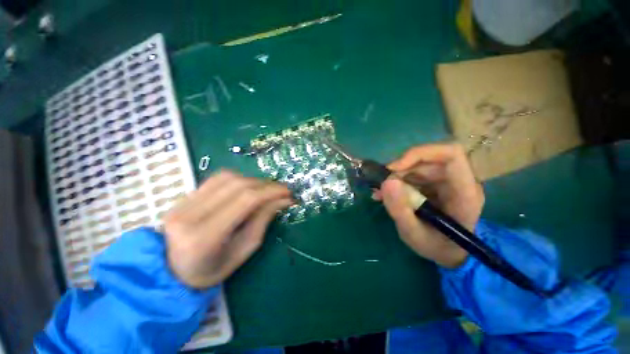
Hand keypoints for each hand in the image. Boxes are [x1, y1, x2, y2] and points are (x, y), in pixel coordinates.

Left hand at [163, 170, 291, 288]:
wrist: (172, 270)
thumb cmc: (212, 269)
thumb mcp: (244, 250)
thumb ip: (263, 221)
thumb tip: (282, 200)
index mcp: (205, 237)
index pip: (245, 201)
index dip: (271, 192)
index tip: (288, 193)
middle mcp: (190, 214)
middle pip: (238, 185)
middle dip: (265, 185)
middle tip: (281, 190)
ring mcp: (182, 202)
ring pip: (227, 177)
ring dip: (253, 180)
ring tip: (266, 190)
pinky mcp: (184, 196)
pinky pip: (217, 178)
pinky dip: (238, 179)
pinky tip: (247, 187)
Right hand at [375, 143, 483, 267]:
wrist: (448, 252)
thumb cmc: (437, 247)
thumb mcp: (414, 235)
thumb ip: (401, 210)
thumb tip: (387, 182)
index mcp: (464, 193)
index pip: (451, 155)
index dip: (420, 154)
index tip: (395, 169)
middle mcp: (458, 181)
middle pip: (428, 159)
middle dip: (401, 170)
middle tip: (382, 187)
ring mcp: (446, 181)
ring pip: (417, 165)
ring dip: (396, 176)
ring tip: (381, 194)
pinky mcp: (435, 183)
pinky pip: (413, 173)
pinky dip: (396, 181)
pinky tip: (386, 194)